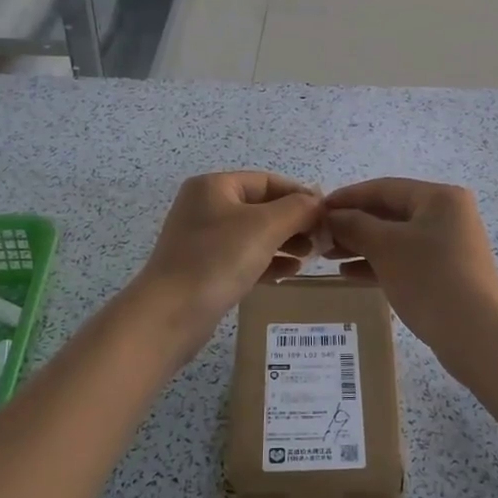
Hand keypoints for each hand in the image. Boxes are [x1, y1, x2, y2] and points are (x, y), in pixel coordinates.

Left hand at [131, 172, 322, 352]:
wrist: (169, 315)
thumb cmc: (217, 260)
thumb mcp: (265, 227)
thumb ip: (298, 209)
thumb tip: (319, 204)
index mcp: (214, 186)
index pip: (268, 181)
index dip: (300, 194)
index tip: (328, 214)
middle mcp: (206, 207)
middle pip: (262, 207)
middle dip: (294, 221)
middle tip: (322, 239)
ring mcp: (203, 239)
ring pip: (255, 234)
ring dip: (285, 242)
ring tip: (310, 256)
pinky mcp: (204, 269)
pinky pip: (244, 257)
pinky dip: (268, 261)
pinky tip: (290, 273)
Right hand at [325, 178, 497, 348]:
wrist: (476, 334)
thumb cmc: (429, 278)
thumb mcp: (385, 247)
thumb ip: (354, 225)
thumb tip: (330, 216)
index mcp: (439, 197)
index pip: (384, 188)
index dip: (347, 197)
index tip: (317, 209)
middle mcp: (448, 215)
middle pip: (390, 212)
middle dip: (353, 224)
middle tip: (320, 237)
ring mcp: (450, 245)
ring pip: (396, 238)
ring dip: (362, 245)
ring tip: (328, 255)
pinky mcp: (447, 272)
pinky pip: (406, 259)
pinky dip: (379, 263)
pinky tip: (349, 274)